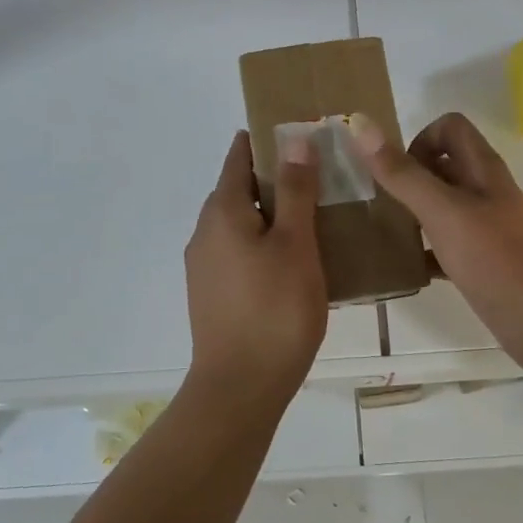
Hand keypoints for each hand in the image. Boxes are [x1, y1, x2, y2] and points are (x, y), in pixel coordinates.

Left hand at [183, 131, 328, 413]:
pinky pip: (238, 251)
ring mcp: (204, 265)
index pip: (239, 157)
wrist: (240, 388)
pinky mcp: (211, 293)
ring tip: (313, 216)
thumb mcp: (295, 244)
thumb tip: (294, 138)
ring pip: (239, 223)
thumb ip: (295, 190)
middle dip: (273, 178)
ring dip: (269, 214)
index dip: (266, 141)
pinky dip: (262, 242)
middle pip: (237, 189)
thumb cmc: (275, 309)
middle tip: (318, 176)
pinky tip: (292, 260)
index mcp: (221, 211)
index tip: (299, 134)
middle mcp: (204, 232)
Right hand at [349, 112, 522, 359]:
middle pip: (443, 164)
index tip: (399, 174)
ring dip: (413, 211)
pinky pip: (445, 241)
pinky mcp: (482, 257)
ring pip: (442, 203)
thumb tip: (361, 124)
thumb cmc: (493, 258)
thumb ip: (402, 173)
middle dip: (408, 176)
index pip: (449, 127)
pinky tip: (406, 265)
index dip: (420, 140)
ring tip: (385, 231)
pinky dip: (425, 247)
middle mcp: (485, 190)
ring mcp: (486, 225)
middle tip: (382, 202)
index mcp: (482, 168)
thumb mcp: (442, 211)